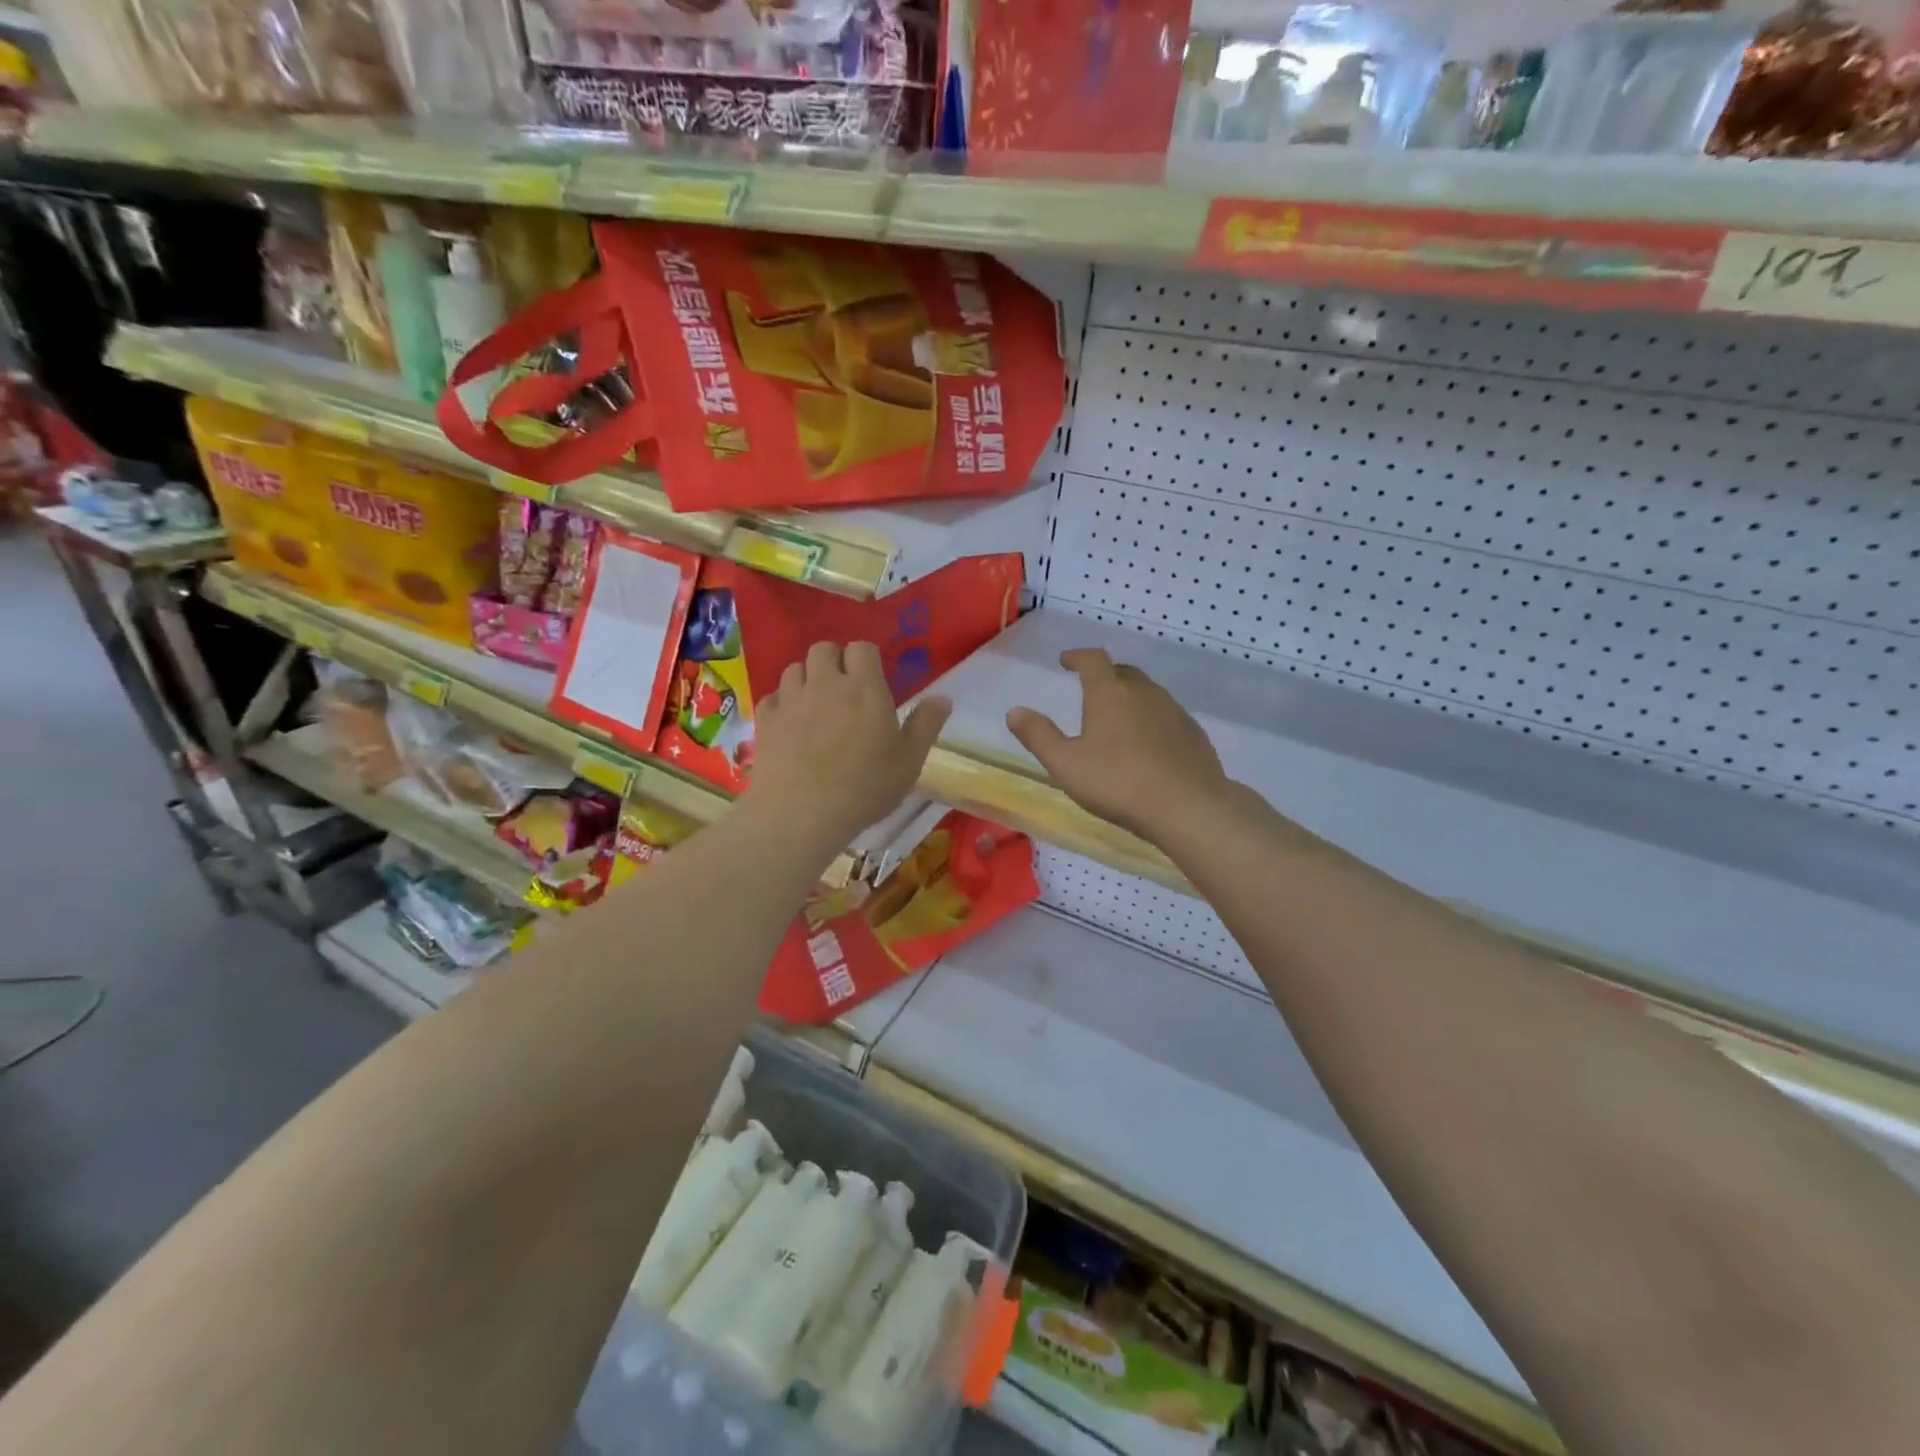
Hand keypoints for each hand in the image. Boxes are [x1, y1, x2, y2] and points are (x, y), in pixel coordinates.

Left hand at [747, 640, 950, 850]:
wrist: (800, 814)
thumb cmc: (864, 788)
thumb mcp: (908, 762)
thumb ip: (926, 725)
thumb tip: (943, 697)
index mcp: (864, 688)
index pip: (862, 648)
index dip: (866, 659)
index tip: (872, 681)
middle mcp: (825, 683)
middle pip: (823, 648)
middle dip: (834, 661)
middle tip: (843, 690)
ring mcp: (790, 700)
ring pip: (794, 668)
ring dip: (806, 679)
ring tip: (815, 706)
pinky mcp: (764, 720)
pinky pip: (772, 696)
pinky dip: (781, 703)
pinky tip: (790, 724)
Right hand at [1006, 648, 1234, 845]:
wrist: (1187, 806)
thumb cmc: (1118, 783)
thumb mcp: (1065, 764)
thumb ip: (1039, 736)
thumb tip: (1015, 711)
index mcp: (1109, 693)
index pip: (1092, 659)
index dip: (1077, 656)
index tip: (1066, 660)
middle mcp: (1144, 693)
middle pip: (1123, 672)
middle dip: (1105, 675)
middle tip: (1091, 688)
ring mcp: (1173, 711)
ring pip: (1148, 693)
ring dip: (1130, 697)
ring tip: (1118, 717)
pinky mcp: (1194, 734)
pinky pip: (1167, 716)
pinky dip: (1152, 719)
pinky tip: (1148, 744)